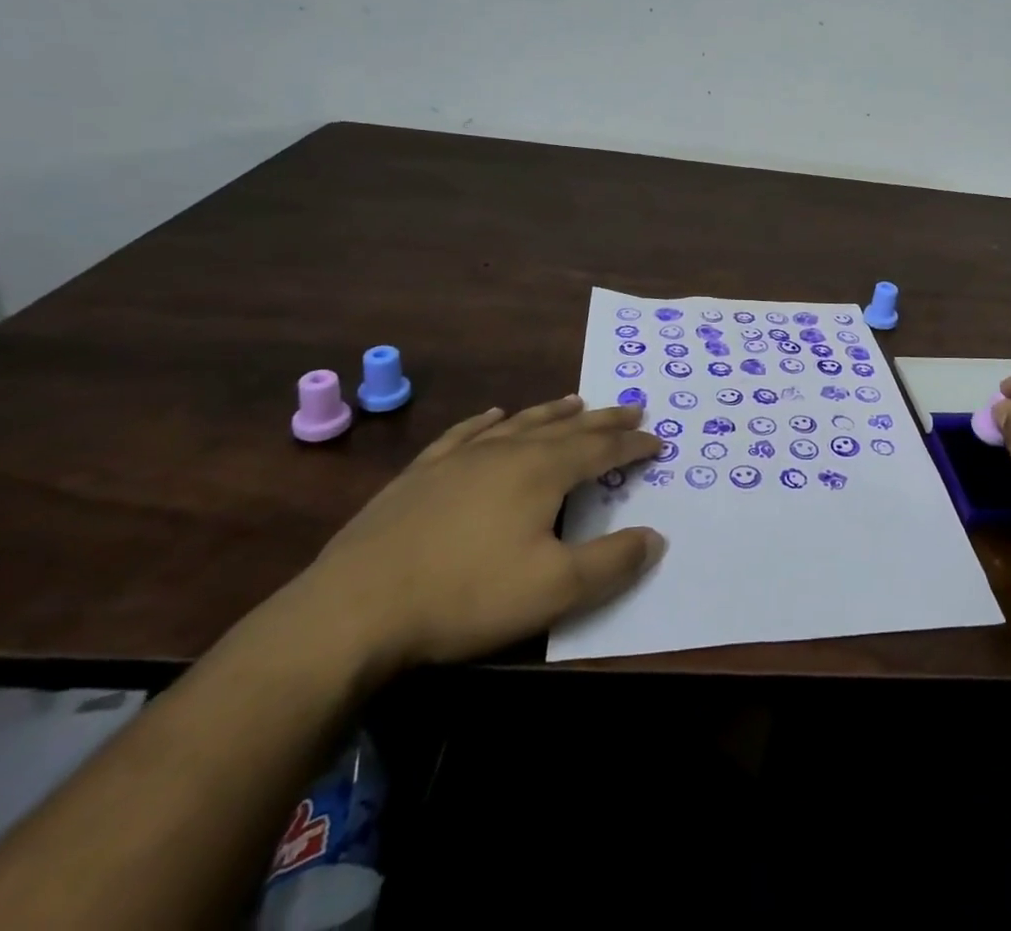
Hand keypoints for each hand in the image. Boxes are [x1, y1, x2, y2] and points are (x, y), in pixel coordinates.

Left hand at [294, 396, 665, 675]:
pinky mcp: (421, 473)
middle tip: (633, 407)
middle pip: (567, 426)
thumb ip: (612, 562)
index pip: (601, 448)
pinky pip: (466, 433)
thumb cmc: (464, 596)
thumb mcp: (554, 589)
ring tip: (576, 400)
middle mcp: (506, 451)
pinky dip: (488, 420)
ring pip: (520, 422)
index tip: (658, 442)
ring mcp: (460, 457)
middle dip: (604, 419)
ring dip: (554, 411)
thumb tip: (656, 537)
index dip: (633, 445)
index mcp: (542, 471)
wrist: (352, 610)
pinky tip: (494, 414)